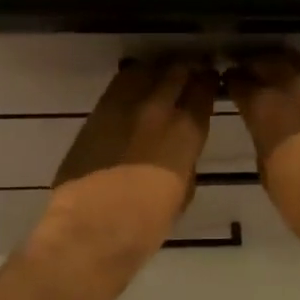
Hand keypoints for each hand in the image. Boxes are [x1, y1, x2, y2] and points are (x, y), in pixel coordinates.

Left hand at [36, 57, 214, 273]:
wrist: (90, 229)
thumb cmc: (146, 225)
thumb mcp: (183, 190)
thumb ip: (185, 159)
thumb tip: (180, 148)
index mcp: (186, 131)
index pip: (203, 90)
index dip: (208, 82)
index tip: (209, 81)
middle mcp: (158, 109)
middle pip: (176, 71)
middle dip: (185, 69)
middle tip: (188, 73)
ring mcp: (124, 106)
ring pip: (145, 70)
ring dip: (156, 71)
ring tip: (160, 77)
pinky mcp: (97, 111)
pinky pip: (119, 84)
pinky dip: (130, 82)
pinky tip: (133, 88)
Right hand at [224, 49, 299, 255]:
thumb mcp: (267, 169)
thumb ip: (263, 138)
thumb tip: (267, 128)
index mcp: (264, 107)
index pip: (239, 82)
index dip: (231, 81)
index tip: (229, 82)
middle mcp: (292, 87)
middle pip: (268, 62)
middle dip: (256, 65)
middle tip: (251, 71)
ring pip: (299, 62)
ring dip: (285, 65)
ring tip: (280, 73)